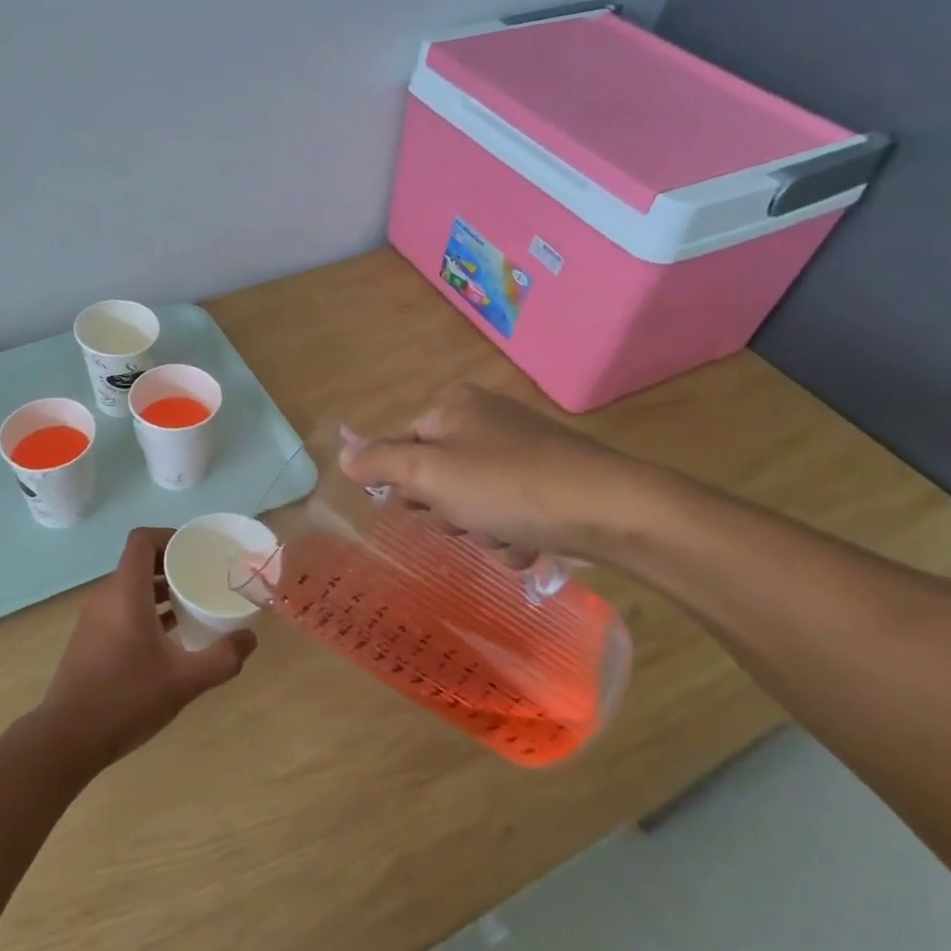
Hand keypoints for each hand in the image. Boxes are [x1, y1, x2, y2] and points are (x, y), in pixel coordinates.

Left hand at [34, 526, 256, 769]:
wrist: (67, 738)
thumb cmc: (126, 699)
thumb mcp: (184, 680)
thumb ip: (222, 658)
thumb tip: (249, 638)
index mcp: (125, 593)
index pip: (142, 540)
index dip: (170, 536)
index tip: (197, 551)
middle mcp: (105, 597)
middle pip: (138, 562)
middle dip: (172, 564)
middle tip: (204, 577)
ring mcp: (94, 619)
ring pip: (130, 587)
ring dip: (160, 589)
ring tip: (193, 604)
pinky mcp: (90, 639)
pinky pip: (121, 608)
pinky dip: (145, 609)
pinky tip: (170, 635)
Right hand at [339, 383, 667, 564]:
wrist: (608, 509)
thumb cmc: (506, 485)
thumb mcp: (429, 472)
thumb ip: (379, 462)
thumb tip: (342, 455)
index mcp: (454, 408)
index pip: (401, 447)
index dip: (405, 484)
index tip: (419, 507)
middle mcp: (485, 422)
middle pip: (436, 479)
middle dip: (447, 512)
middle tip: (464, 520)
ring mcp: (520, 453)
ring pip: (472, 505)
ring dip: (481, 531)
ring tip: (505, 534)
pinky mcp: (549, 483)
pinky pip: (507, 514)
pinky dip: (512, 535)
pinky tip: (530, 541)